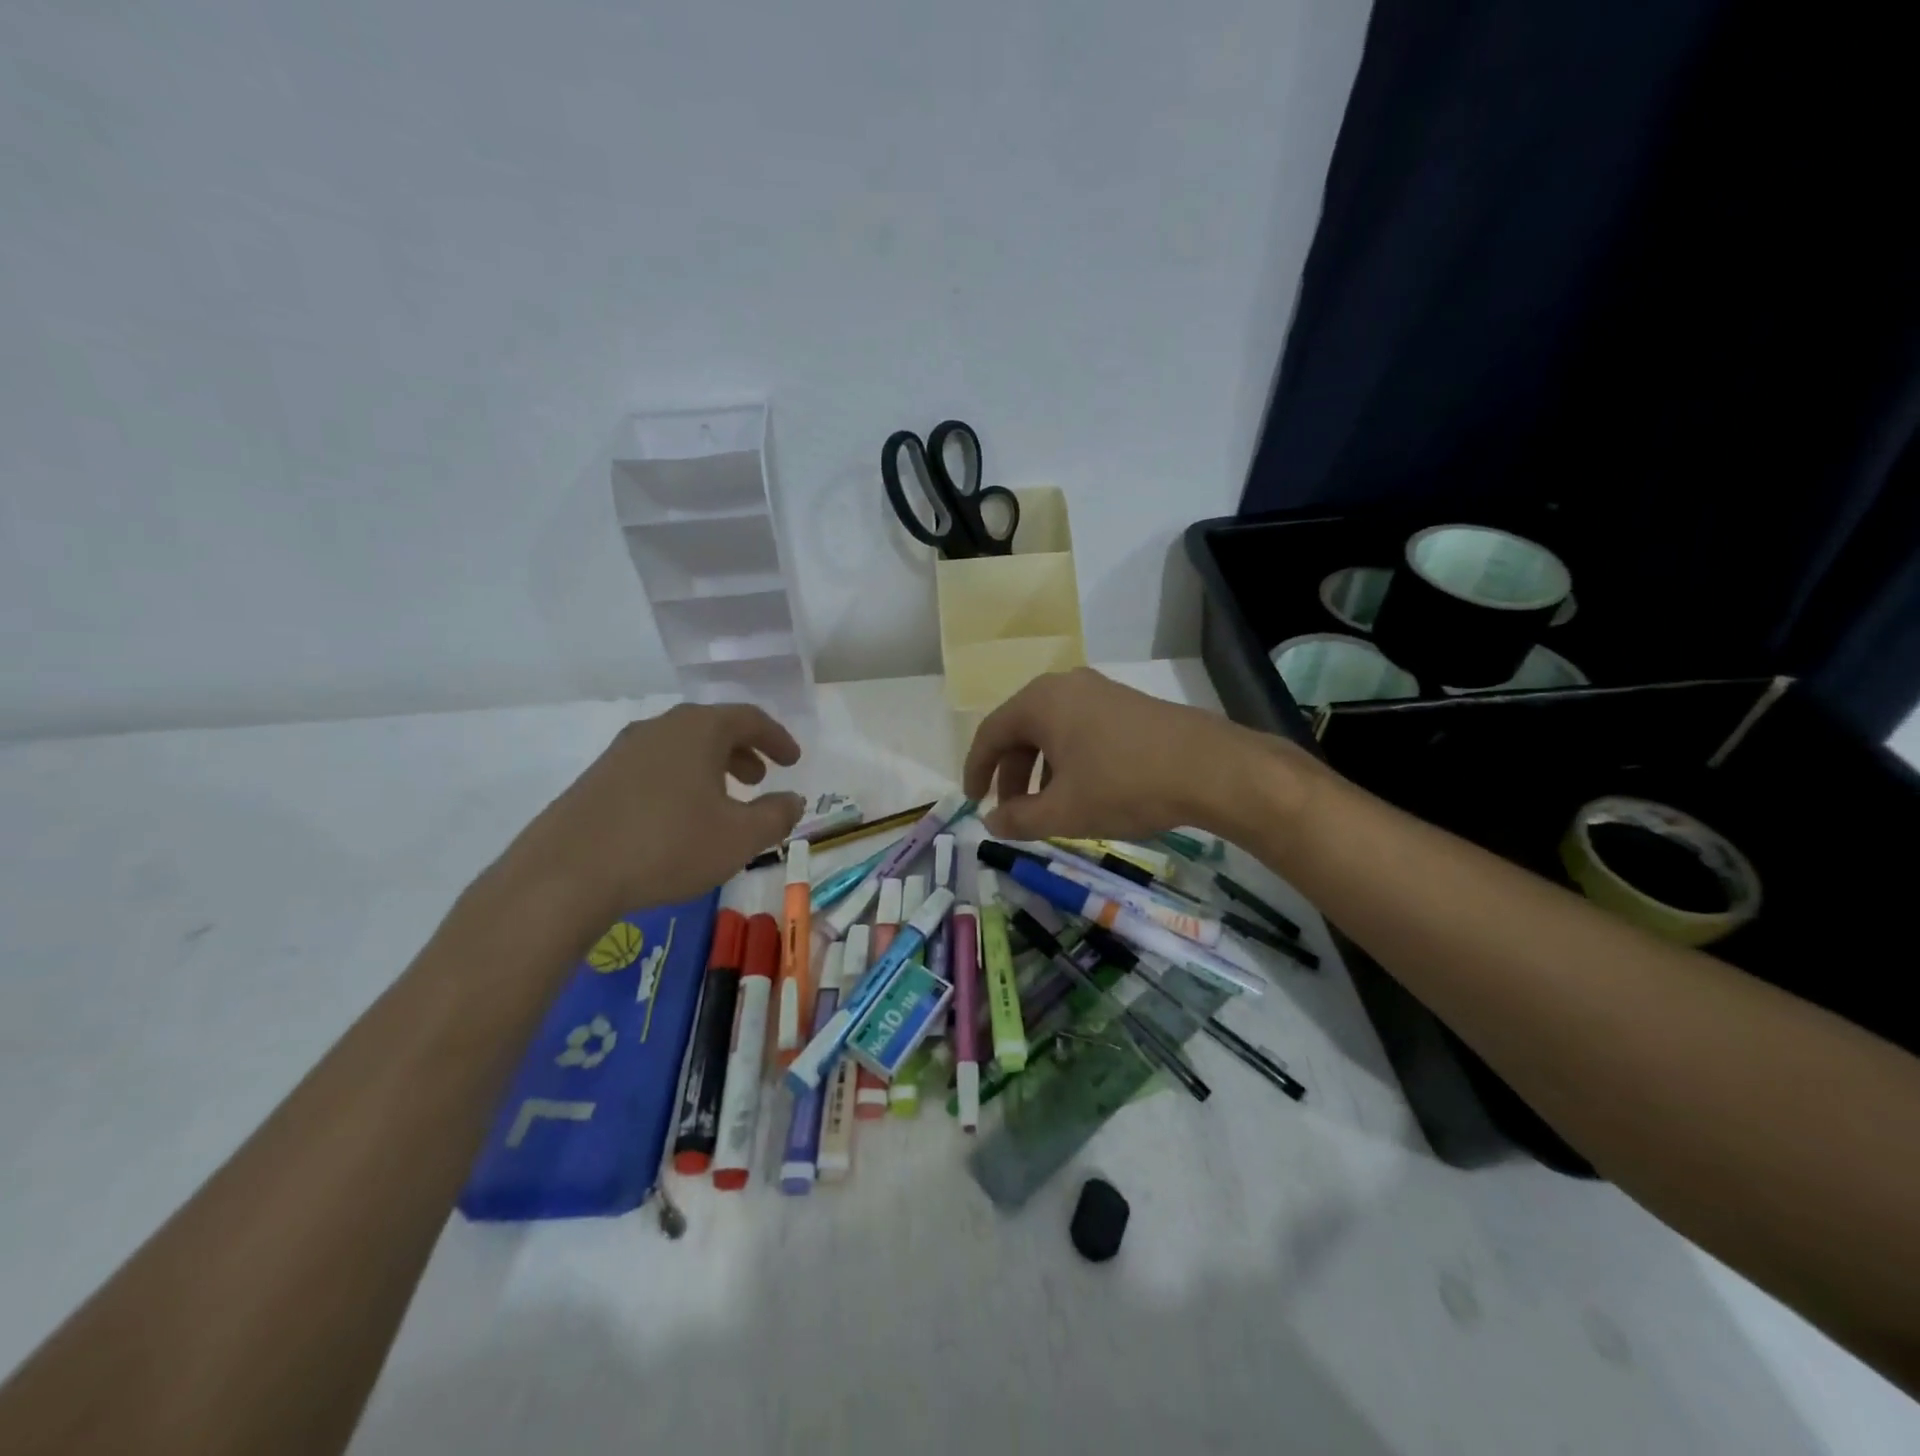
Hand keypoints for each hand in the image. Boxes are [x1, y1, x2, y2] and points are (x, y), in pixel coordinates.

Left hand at [491, 703, 803, 918]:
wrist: (567, 874)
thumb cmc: (668, 845)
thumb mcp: (740, 837)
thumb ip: (776, 815)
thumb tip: (793, 800)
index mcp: (698, 729)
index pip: (749, 719)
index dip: (777, 738)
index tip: (793, 760)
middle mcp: (659, 728)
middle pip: (711, 728)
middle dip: (742, 751)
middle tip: (759, 778)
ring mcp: (622, 751)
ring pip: (679, 748)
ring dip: (709, 768)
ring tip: (722, 800)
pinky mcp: (597, 779)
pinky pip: (653, 768)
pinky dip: (679, 781)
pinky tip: (678, 818)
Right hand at [963, 667, 1310, 841]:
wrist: (1209, 768)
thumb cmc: (1124, 786)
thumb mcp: (1064, 812)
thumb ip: (1018, 819)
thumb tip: (991, 821)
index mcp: (1040, 702)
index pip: (990, 734)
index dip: (976, 770)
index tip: (973, 801)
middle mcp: (1065, 686)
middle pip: (1021, 731)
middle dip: (1012, 776)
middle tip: (1013, 813)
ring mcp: (1100, 691)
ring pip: (1052, 732)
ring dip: (1041, 771)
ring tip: (1048, 808)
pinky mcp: (1127, 704)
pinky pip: (1080, 729)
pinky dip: (1068, 760)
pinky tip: (1083, 791)